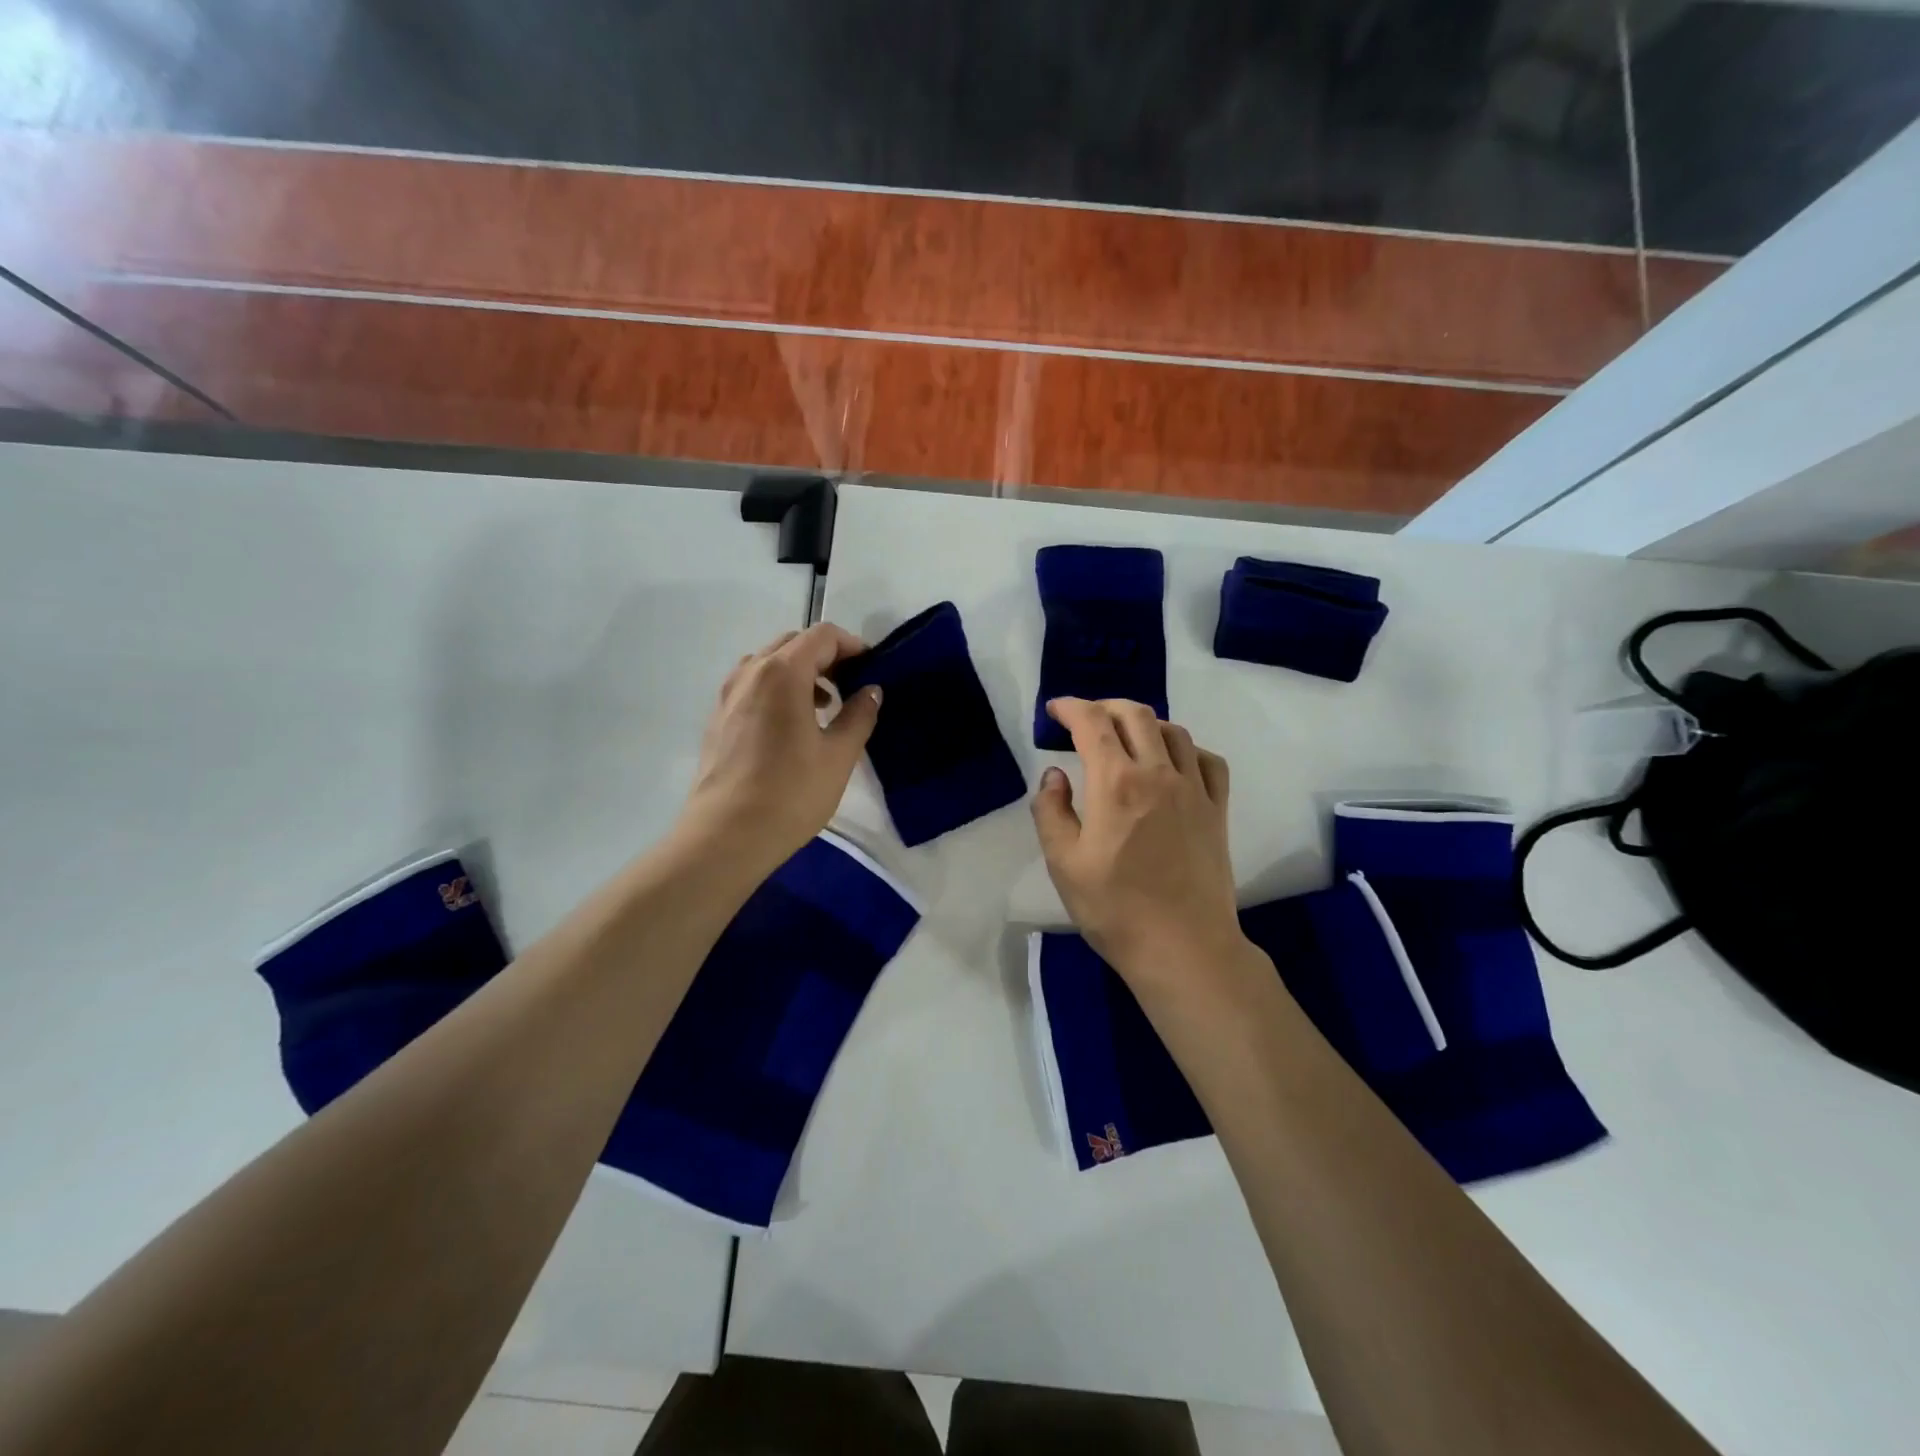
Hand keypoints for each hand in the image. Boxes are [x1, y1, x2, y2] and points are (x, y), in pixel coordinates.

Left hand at [680, 623, 880, 870]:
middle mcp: (750, 673)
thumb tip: (871, 691)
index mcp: (782, 673)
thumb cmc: (791, 793)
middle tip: (851, 685)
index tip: (871, 669)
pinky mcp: (718, 718)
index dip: (851, 645)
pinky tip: (793, 727)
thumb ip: (859, 715)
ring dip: (800, 673)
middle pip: (793, 643)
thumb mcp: (839, 755)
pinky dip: (778, 690)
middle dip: (825, 657)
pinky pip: (753, 686)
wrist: (727, 835)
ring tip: (824, 707)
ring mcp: (728, 694)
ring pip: (769, 663)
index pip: (821, 636)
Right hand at [1032, 698, 1253, 998]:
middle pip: (1136, 715)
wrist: (1183, 948)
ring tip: (1126, 738)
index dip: (1070, 707)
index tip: (1055, 709)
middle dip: (1105, 706)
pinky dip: (1186, 748)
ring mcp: (1194, 790)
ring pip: (1173, 731)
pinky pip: (1207, 760)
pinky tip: (1174, 762)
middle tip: (1085, 719)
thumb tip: (1054, 775)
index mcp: (1116, 783)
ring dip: (1144, 723)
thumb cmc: (1114, 908)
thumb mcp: (1063, 863)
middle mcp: (1158, 773)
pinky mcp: (1218, 811)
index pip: (1092, 723)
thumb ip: (1051, 811)